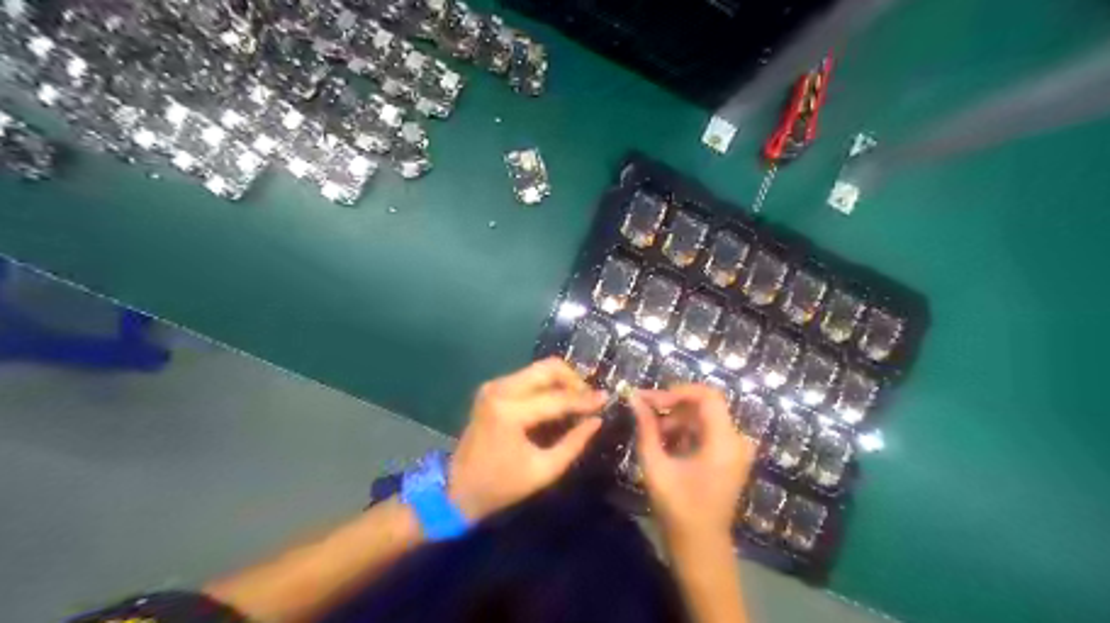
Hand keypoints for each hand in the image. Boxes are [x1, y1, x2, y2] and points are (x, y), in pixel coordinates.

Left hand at [448, 358, 605, 523]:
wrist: (457, 488)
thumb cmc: (501, 485)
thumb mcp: (544, 470)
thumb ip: (574, 443)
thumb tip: (596, 420)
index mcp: (510, 412)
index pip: (557, 398)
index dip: (584, 399)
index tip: (606, 399)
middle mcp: (499, 390)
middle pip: (547, 368)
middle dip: (573, 379)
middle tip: (590, 397)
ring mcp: (493, 386)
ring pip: (538, 369)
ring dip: (561, 381)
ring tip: (578, 400)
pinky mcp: (491, 389)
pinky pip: (527, 377)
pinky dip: (546, 385)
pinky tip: (558, 401)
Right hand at [628, 385, 759, 550]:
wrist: (700, 548)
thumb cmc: (678, 510)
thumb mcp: (656, 466)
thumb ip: (646, 428)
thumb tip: (634, 398)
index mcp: (725, 441)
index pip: (707, 396)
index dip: (677, 392)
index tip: (650, 400)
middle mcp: (736, 440)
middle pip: (704, 406)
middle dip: (672, 406)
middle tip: (644, 412)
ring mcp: (735, 450)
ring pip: (703, 418)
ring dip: (676, 420)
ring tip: (651, 434)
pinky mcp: (729, 458)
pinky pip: (706, 432)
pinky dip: (684, 432)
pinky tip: (664, 444)